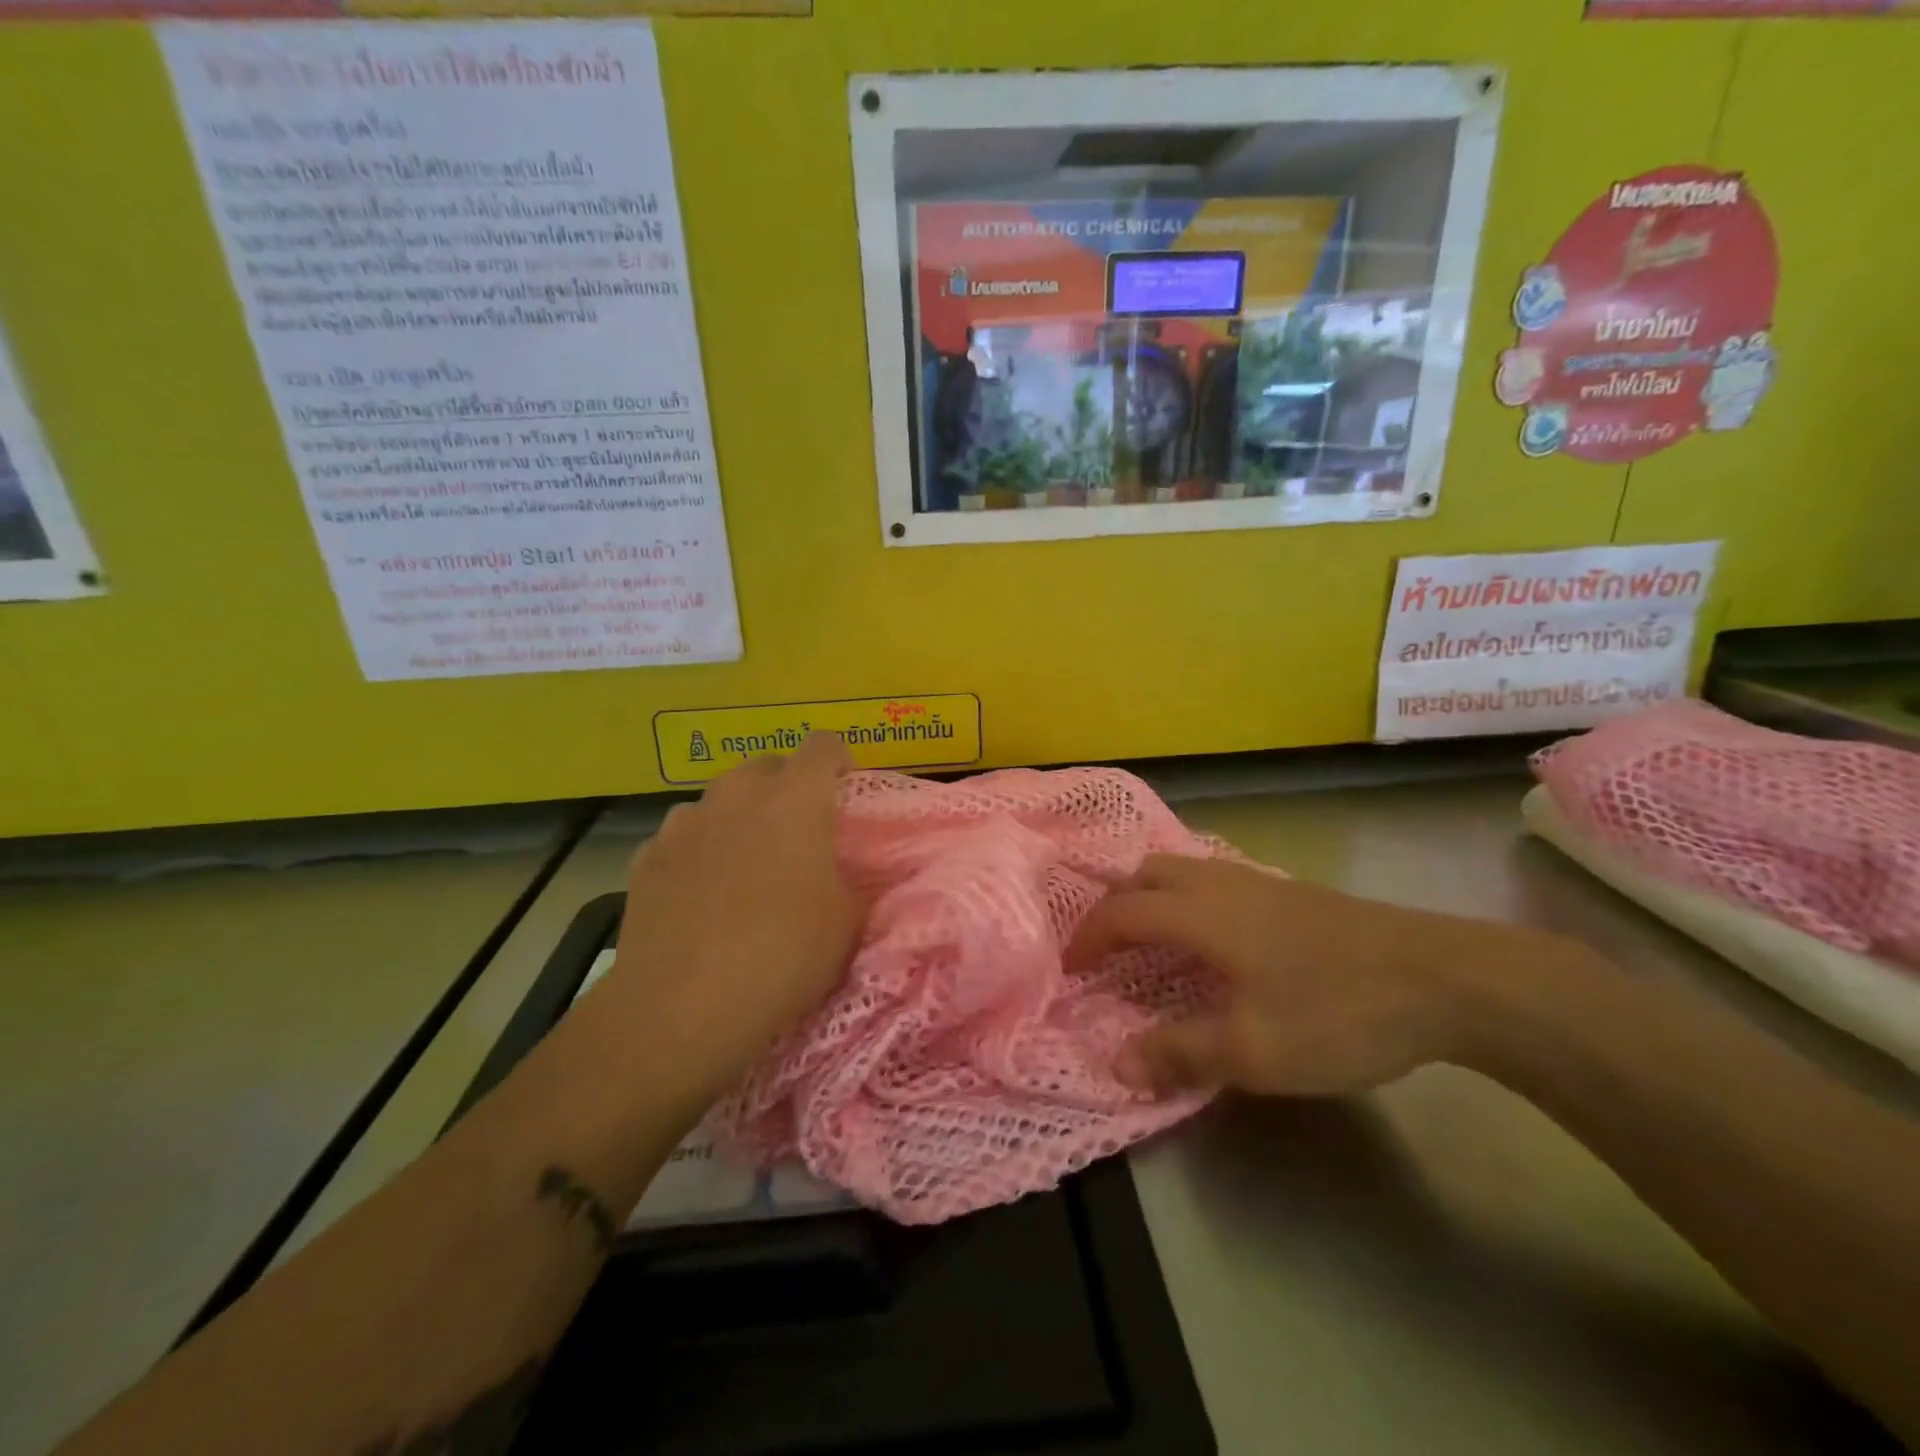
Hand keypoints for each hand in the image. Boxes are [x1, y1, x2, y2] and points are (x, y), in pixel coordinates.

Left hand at [587, 734, 862, 1105]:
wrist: (682, 1007)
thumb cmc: (784, 954)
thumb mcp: (847, 921)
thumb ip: (848, 879)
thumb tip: (834, 872)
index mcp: (796, 798)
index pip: (823, 745)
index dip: (837, 760)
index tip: (842, 786)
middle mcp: (737, 794)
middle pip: (767, 767)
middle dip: (786, 789)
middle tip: (797, 834)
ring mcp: (684, 822)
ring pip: (721, 801)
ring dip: (739, 819)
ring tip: (744, 867)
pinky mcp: (646, 857)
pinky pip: (683, 838)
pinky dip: (698, 853)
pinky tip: (700, 897)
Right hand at [1067, 855, 1538, 1097]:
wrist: (1444, 978)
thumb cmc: (1336, 1011)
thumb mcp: (1252, 1049)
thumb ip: (1178, 1053)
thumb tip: (1114, 1062)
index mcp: (1200, 913)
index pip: (1122, 913)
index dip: (1088, 938)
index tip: (1070, 969)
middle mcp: (1220, 884)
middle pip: (1146, 874)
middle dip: (1115, 905)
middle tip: (1104, 949)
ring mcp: (1259, 882)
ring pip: (1182, 870)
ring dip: (1151, 896)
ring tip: (1149, 940)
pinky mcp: (1291, 892)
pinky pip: (1214, 879)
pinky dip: (1187, 897)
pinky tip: (1212, 937)